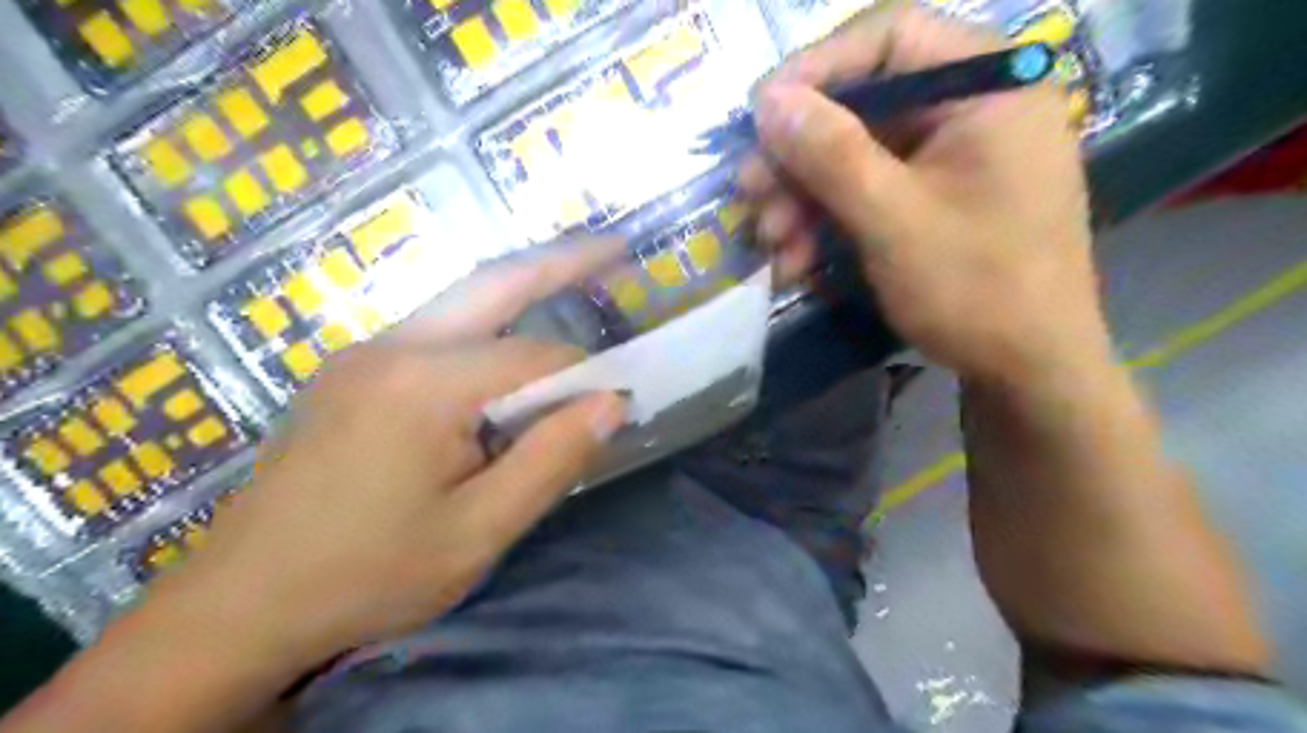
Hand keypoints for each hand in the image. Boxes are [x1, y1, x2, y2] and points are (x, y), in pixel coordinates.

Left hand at [143, 236, 630, 670]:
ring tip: (574, 279)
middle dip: (562, 262)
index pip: (535, 357)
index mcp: (425, 385)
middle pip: (493, 284)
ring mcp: (364, 354)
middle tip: (617, 247)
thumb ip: (552, 459)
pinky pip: (435, 333)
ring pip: (461, 304)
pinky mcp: (352, 373)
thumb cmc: (368, 575)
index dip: (584, 376)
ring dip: (521, 291)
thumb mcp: (479, 532)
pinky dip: (485, 328)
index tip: (616, 402)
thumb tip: (612, 403)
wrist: (239, 606)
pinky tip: (505, 352)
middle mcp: (392, 347)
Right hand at [746, 3, 1110, 383]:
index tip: (759, 114)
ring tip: (770, 244)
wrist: (1027, 373)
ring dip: (804, 200)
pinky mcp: (934, 202)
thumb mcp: (893, 218)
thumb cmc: (976, 288)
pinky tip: (798, 263)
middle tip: (750, 195)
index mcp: (988, 86)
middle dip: (799, 156)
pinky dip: (829, 224)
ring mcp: (952, 160)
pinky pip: (871, 194)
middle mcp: (972, 109)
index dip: (815, 69)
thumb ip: (830, 153)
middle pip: (863, 104)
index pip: (889, 35)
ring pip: (857, 157)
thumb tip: (767, 99)